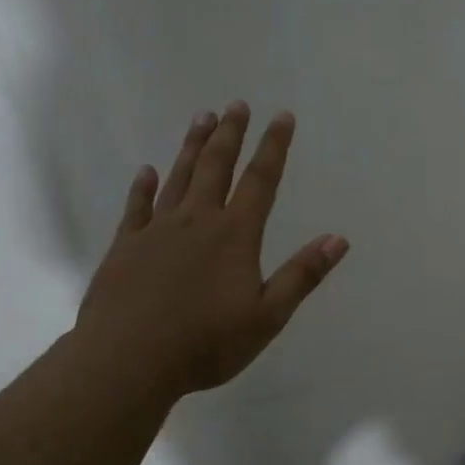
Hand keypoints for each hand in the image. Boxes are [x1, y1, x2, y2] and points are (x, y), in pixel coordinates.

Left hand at [68, 103, 347, 400]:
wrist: (127, 360)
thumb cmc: (205, 343)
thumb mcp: (267, 316)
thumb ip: (302, 275)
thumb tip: (339, 239)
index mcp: (234, 235)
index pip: (260, 180)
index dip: (273, 147)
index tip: (281, 116)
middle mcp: (197, 220)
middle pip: (217, 167)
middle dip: (230, 134)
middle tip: (236, 104)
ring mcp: (157, 230)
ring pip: (179, 177)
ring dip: (193, 147)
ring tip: (202, 118)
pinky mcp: (125, 246)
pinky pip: (137, 207)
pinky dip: (143, 187)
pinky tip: (146, 172)